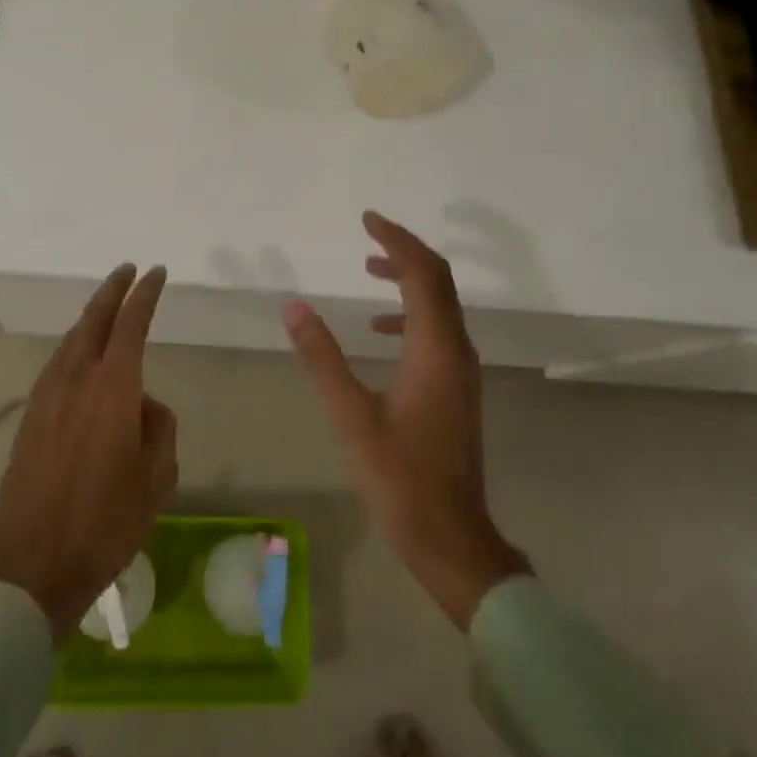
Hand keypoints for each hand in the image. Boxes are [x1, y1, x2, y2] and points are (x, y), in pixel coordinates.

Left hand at [0, 264, 178, 636]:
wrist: (31, 566)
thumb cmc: (104, 525)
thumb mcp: (156, 481)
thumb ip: (159, 430)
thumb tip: (145, 407)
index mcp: (113, 390)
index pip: (131, 325)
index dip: (144, 295)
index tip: (155, 273)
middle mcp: (76, 381)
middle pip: (93, 321)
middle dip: (111, 292)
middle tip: (127, 272)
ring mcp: (46, 398)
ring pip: (70, 342)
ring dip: (89, 319)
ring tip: (106, 310)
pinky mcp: (29, 419)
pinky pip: (56, 366)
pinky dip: (73, 348)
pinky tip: (79, 359)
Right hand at [282, 212, 530, 628]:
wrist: (450, 537)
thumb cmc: (399, 477)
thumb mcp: (350, 415)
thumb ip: (322, 357)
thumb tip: (294, 306)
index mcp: (436, 350)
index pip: (423, 274)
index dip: (396, 240)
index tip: (367, 219)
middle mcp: (457, 351)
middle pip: (439, 281)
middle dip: (405, 251)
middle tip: (369, 233)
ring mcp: (462, 371)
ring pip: (441, 305)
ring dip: (409, 279)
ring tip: (369, 269)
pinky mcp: (457, 388)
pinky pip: (438, 330)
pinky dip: (411, 313)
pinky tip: (379, 329)